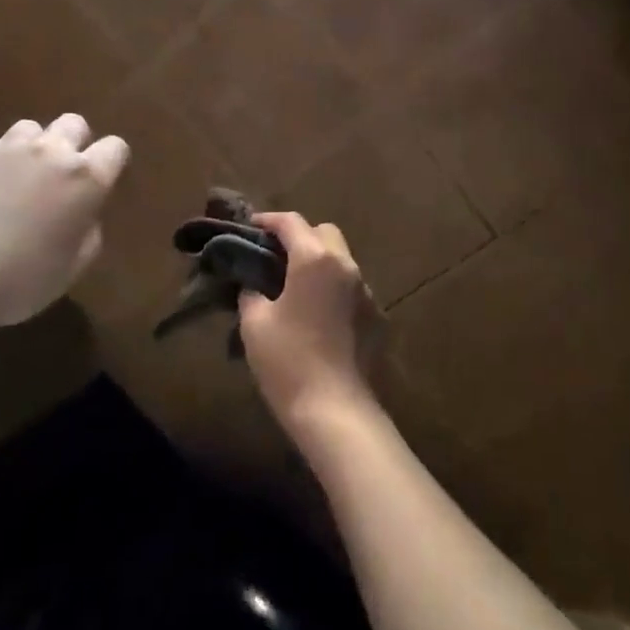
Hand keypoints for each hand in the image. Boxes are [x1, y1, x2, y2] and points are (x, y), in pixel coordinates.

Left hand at [0, 114, 129, 334]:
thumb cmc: (17, 278)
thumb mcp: (70, 270)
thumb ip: (87, 236)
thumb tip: (85, 217)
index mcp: (86, 180)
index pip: (115, 148)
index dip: (111, 162)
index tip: (103, 183)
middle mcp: (50, 151)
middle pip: (73, 123)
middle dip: (72, 142)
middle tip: (60, 175)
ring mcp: (4, 147)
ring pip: (28, 126)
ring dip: (29, 146)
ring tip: (16, 174)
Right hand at [238, 213, 380, 439]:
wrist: (335, 409)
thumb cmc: (288, 360)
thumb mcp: (255, 323)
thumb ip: (252, 293)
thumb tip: (254, 285)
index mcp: (315, 260)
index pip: (291, 222)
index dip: (268, 220)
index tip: (251, 226)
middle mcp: (347, 266)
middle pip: (325, 233)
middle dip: (300, 236)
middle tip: (275, 256)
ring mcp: (367, 292)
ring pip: (342, 261)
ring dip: (319, 263)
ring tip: (295, 287)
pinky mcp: (378, 317)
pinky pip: (352, 289)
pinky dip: (334, 289)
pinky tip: (318, 316)